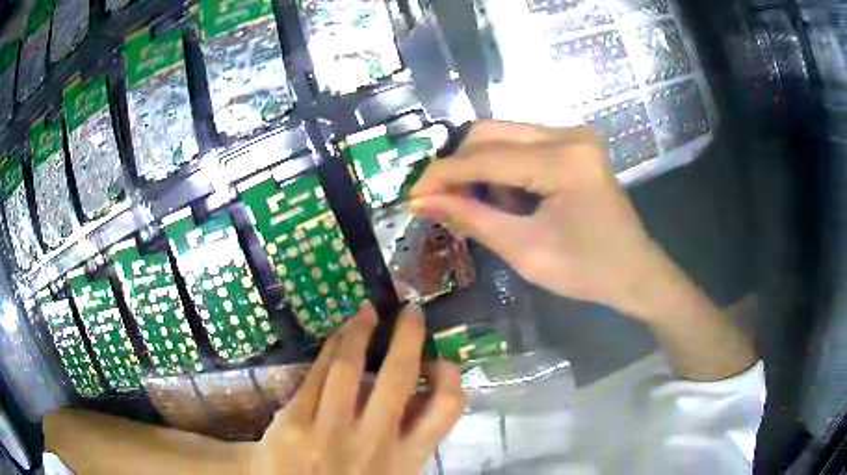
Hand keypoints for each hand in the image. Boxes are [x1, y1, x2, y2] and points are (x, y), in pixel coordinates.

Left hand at [250, 304, 463, 473]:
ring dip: (360, 331)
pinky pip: (315, 375)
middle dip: (408, 336)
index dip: (450, 378)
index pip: (445, 410)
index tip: (442, 361)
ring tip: (366, 312)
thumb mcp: (388, 474)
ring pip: (348, 367)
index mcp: (403, 460)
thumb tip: (417, 394)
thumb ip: (404, 441)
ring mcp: (328, 431)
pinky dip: (330, 349)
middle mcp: (371, 443)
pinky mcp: (293, 421)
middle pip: (397, 377)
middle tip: (411, 310)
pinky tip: (336, 337)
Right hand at [410, 121, 685, 320]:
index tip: (412, 197)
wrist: (635, 271)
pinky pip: (522, 144)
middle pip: (490, 133)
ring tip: (480, 207)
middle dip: (459, 166)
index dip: (442, 175)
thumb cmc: (587, 271)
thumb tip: (421, 201)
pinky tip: (506, 198)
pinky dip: (502, 167)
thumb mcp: (525, 251)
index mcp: (564, 162)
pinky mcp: (574, 144)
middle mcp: (569, 135)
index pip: (485, 158)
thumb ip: (472, 218)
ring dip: (480, 167)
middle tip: (442, 202)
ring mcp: (573, 135)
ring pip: (503, 135)